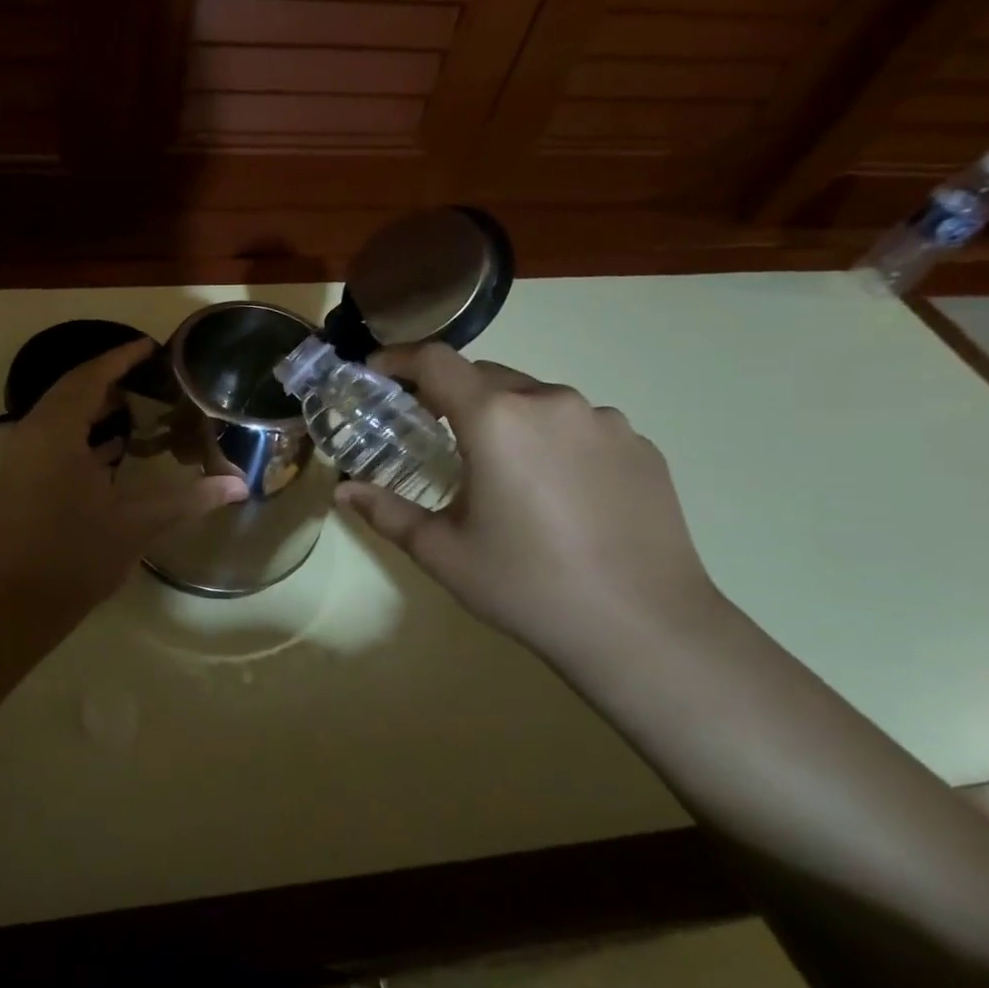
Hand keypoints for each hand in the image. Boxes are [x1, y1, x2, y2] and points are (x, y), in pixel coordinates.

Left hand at [0, 338, 247, 622]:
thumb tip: (238, 486)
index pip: (90, 377)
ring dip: (94, 405)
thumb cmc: (77, 556)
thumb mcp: (138, 524)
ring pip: (59, 413)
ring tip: (138, 406)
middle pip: (71, 389)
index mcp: (56, 433)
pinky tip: (113, 447)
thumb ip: (190, 499)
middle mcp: (32, 434)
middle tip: (150, 377)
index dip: (121, 358)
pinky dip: (81, 431)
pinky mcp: (19, 477)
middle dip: (109, 378)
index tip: (150, 347)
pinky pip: (52, 436)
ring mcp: (21, 456)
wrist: (17, 603)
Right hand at [337, 346, 722, 661]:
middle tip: (431, 434)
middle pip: (486, 376)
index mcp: (496, 418)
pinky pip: (580, 426)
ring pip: (536, 400)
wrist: (644, 628)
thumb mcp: (441, 552)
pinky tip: (556, 493)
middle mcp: (552, 402)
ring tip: (500, 471)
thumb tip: (343, 491)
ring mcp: (605, 421)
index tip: (377, 373)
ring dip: (505, 418)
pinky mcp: (641, 446)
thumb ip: (386, 512)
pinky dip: (552, 441)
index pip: (437, 361)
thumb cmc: (526, 585)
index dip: (399, 359)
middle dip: (450, 395)